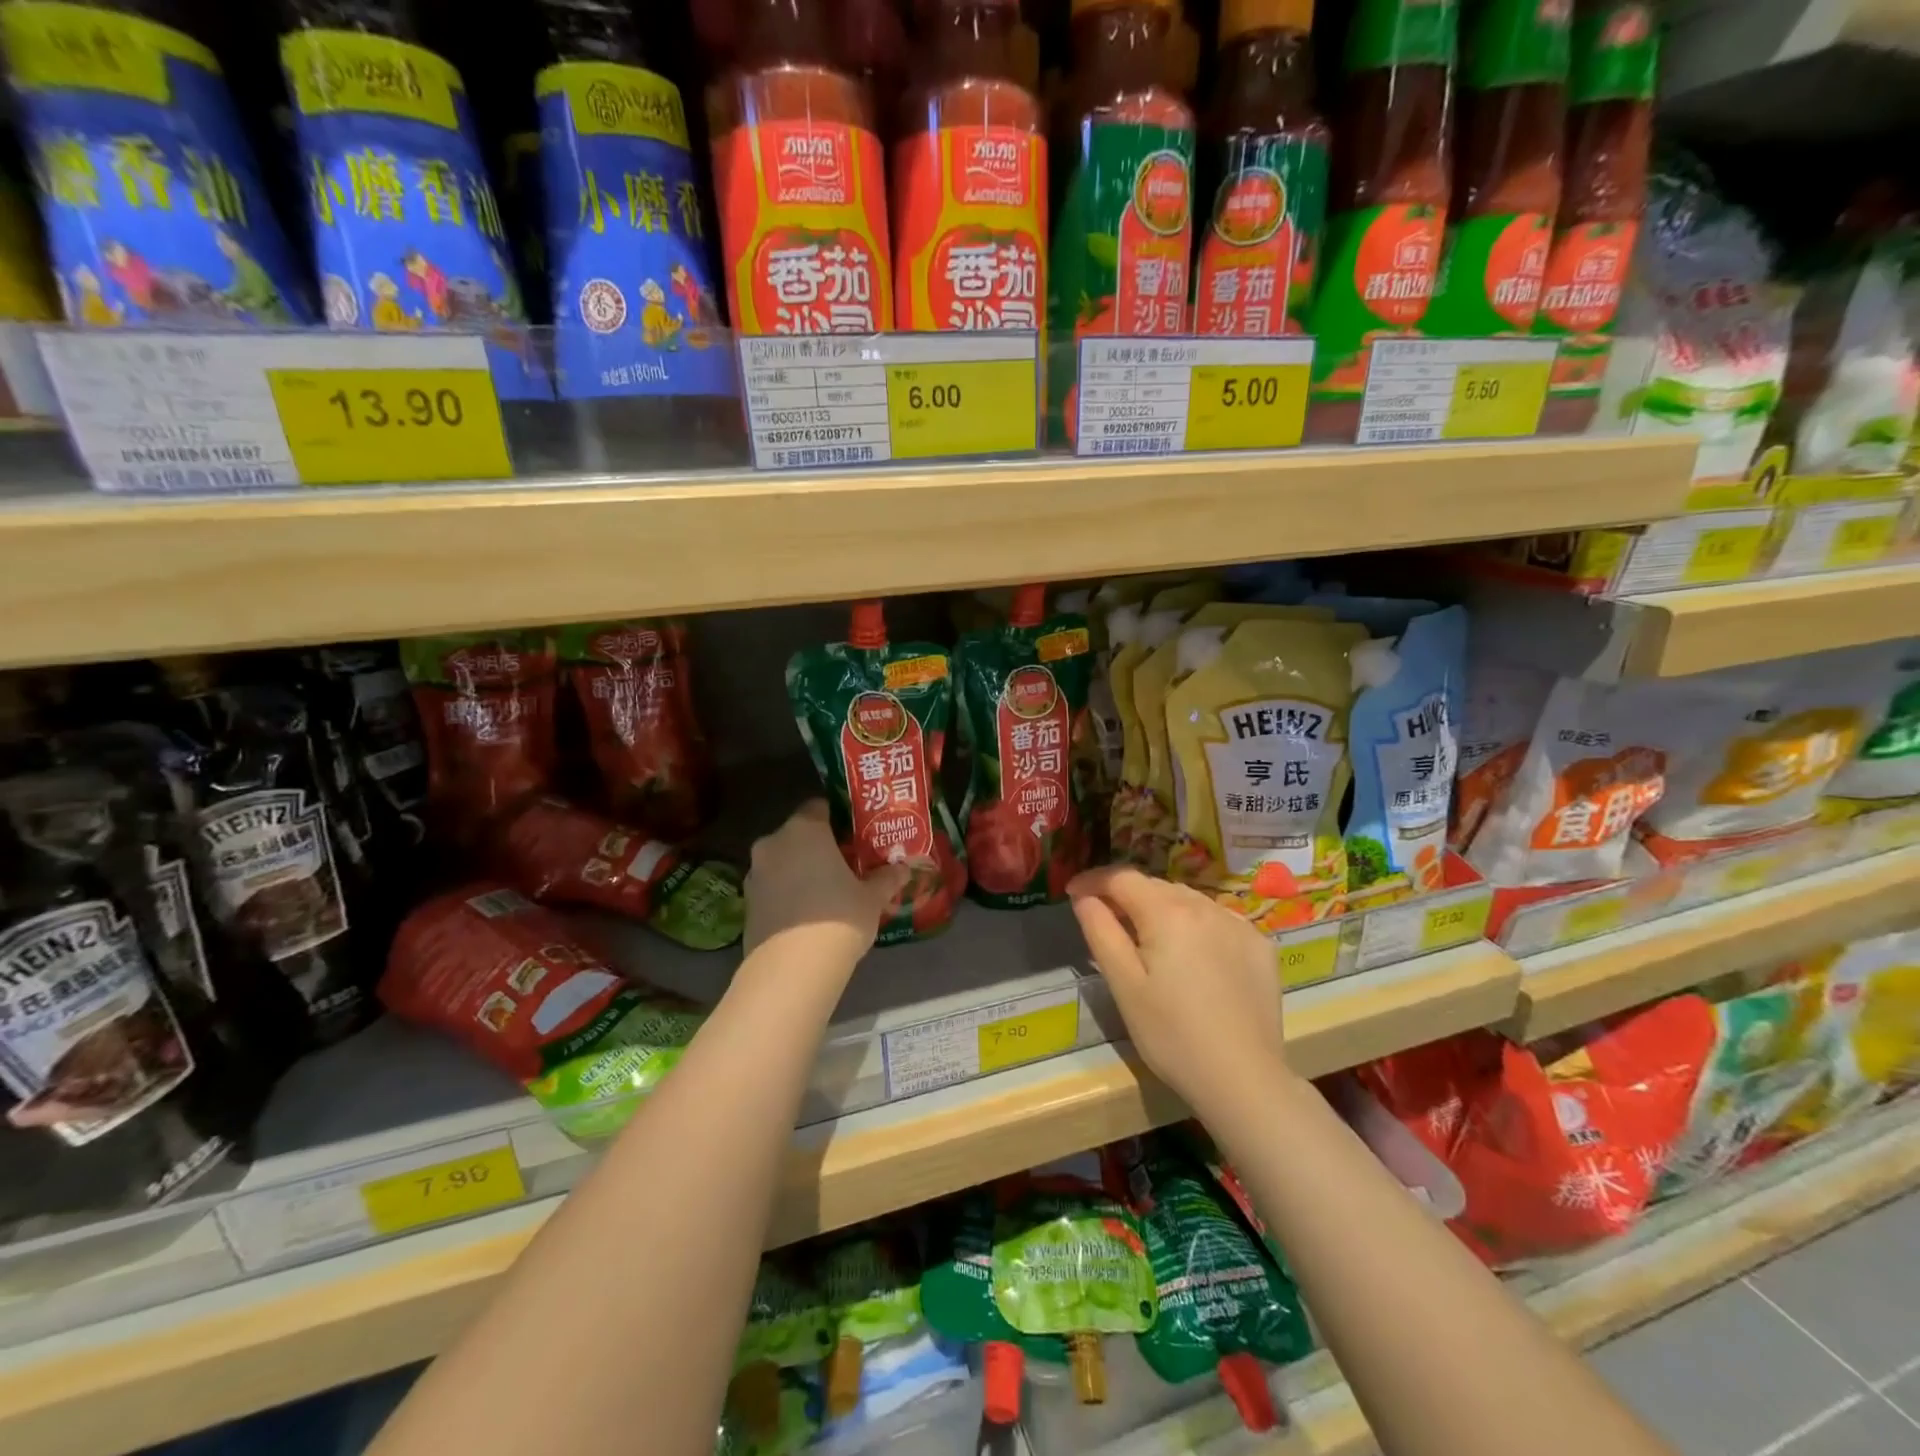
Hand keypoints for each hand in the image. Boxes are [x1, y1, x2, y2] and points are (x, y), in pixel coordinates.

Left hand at [742, 800, 909, 974]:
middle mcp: (773, 844)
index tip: (854, 835)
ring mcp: (754, 874)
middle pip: (798, 835)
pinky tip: (806, 917)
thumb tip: (903, 869)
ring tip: (826, 893)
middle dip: (818, 847)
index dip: (837, 818)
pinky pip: (772, 889)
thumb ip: (886, 878)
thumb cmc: (838, 917)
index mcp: (804, 830)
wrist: (792, 969)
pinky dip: (787, 895)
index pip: (818, 806)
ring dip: (800, 871)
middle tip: (844, 865)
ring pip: (782, 862)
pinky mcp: (746, 905)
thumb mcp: (872, 898)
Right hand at [1067, 866, 1289, 1119]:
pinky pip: (1218, 920)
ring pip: (1188, 900)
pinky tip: (1193, 955)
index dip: (1093, 880)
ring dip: (1162, 908)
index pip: (1121, 877)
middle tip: (1107, 920)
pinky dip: (1196, 925)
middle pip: (1155, 886)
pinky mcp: (1260, 946)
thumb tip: (1084, 897)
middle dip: (1126, 896)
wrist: (1244, 1080)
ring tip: (1149, 939)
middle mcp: (1205, 906)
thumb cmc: (1171, 1035)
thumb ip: (1101, 931)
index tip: (1073, 892)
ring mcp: (1238, 924)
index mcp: (1167, 912)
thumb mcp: (1124, 985)